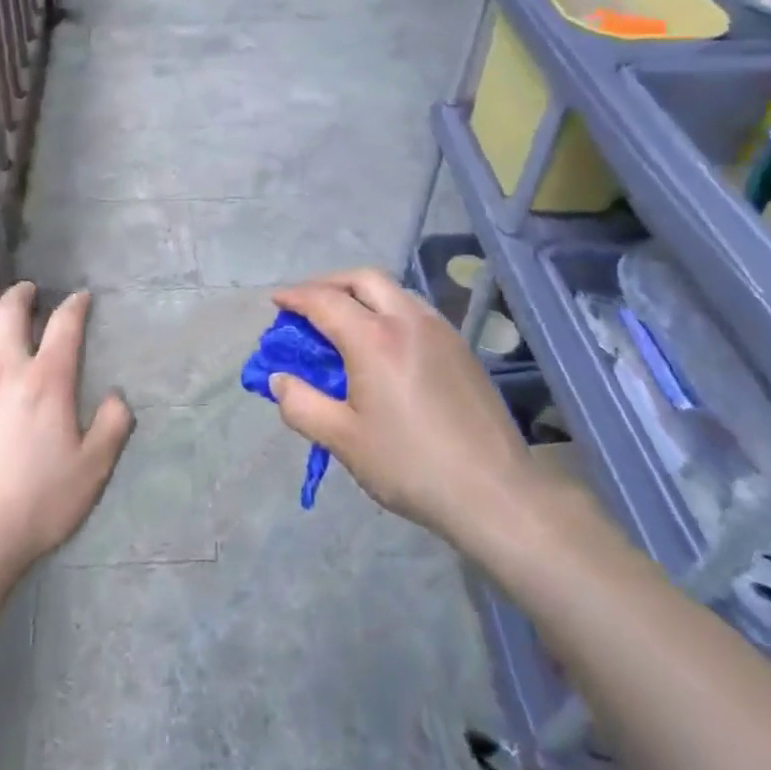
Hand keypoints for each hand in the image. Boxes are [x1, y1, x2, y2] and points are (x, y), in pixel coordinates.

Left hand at [0, 283, 134, 585]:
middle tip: (26, 290)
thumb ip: (111, 427)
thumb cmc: (35, 505)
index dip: (75, 306)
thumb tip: (116, 397)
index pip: (64, 326)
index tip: (80, 297)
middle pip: (9, 313)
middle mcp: (2, 368)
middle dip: (20, 295)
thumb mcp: (92, 471)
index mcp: (46, 381)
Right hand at [269, 269, 565, 546]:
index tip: (276, 302)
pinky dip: (388, 309)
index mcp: (374, 339)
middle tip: (308, 304)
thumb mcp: (343, 440)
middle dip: (329, 282)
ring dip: (362, 293)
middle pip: (362, 278)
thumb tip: (280, 379)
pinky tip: (385, 342)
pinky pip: (415, 309)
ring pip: (394, 290)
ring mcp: (440, 330)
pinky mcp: (461, 347)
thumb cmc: (410, 465)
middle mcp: (407, 320)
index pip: (324, 301)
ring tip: (344, 320)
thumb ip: (302, 405)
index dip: (295, 297)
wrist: (494, 491)